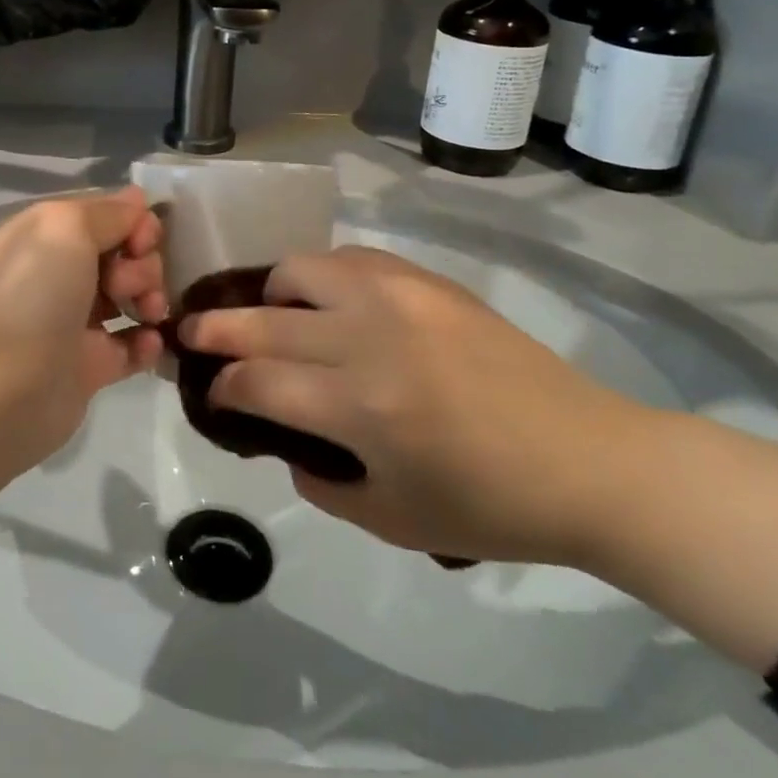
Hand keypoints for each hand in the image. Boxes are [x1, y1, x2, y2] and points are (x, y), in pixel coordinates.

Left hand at [0, 189, 167, 462]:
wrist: (4, 385)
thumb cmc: (35, 293)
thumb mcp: (67, 227)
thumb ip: (108, 212)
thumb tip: (136, 200)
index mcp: (48, 235)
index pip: (107, 216)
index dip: (135, 223)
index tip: (144, 240)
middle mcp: (60, 272)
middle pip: (125, 255)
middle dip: (142, 264)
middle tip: (127, 285)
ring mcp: (75, 320)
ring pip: (132, 297)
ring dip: (151, 298)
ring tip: (147, 313)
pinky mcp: (90, 365)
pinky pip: (132, 345)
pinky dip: (148, 341)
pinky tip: (150, 342)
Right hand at [179, 245, 647, 565]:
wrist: (588, 459)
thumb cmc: (489, 506)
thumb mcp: (390, 519)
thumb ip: (318, 480)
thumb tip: (281, 438)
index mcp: (361, 407)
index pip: (256, 382)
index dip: (222, 387)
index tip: (210, 391)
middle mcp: (369, 336)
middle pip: (263, 320)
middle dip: (214, 327)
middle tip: (189, 330)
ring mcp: (398, 296)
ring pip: (299, 269)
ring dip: (269, 293)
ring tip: (269, 315)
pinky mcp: (425, 279)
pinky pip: (349, 258)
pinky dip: (320, 276)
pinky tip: (326, 301)